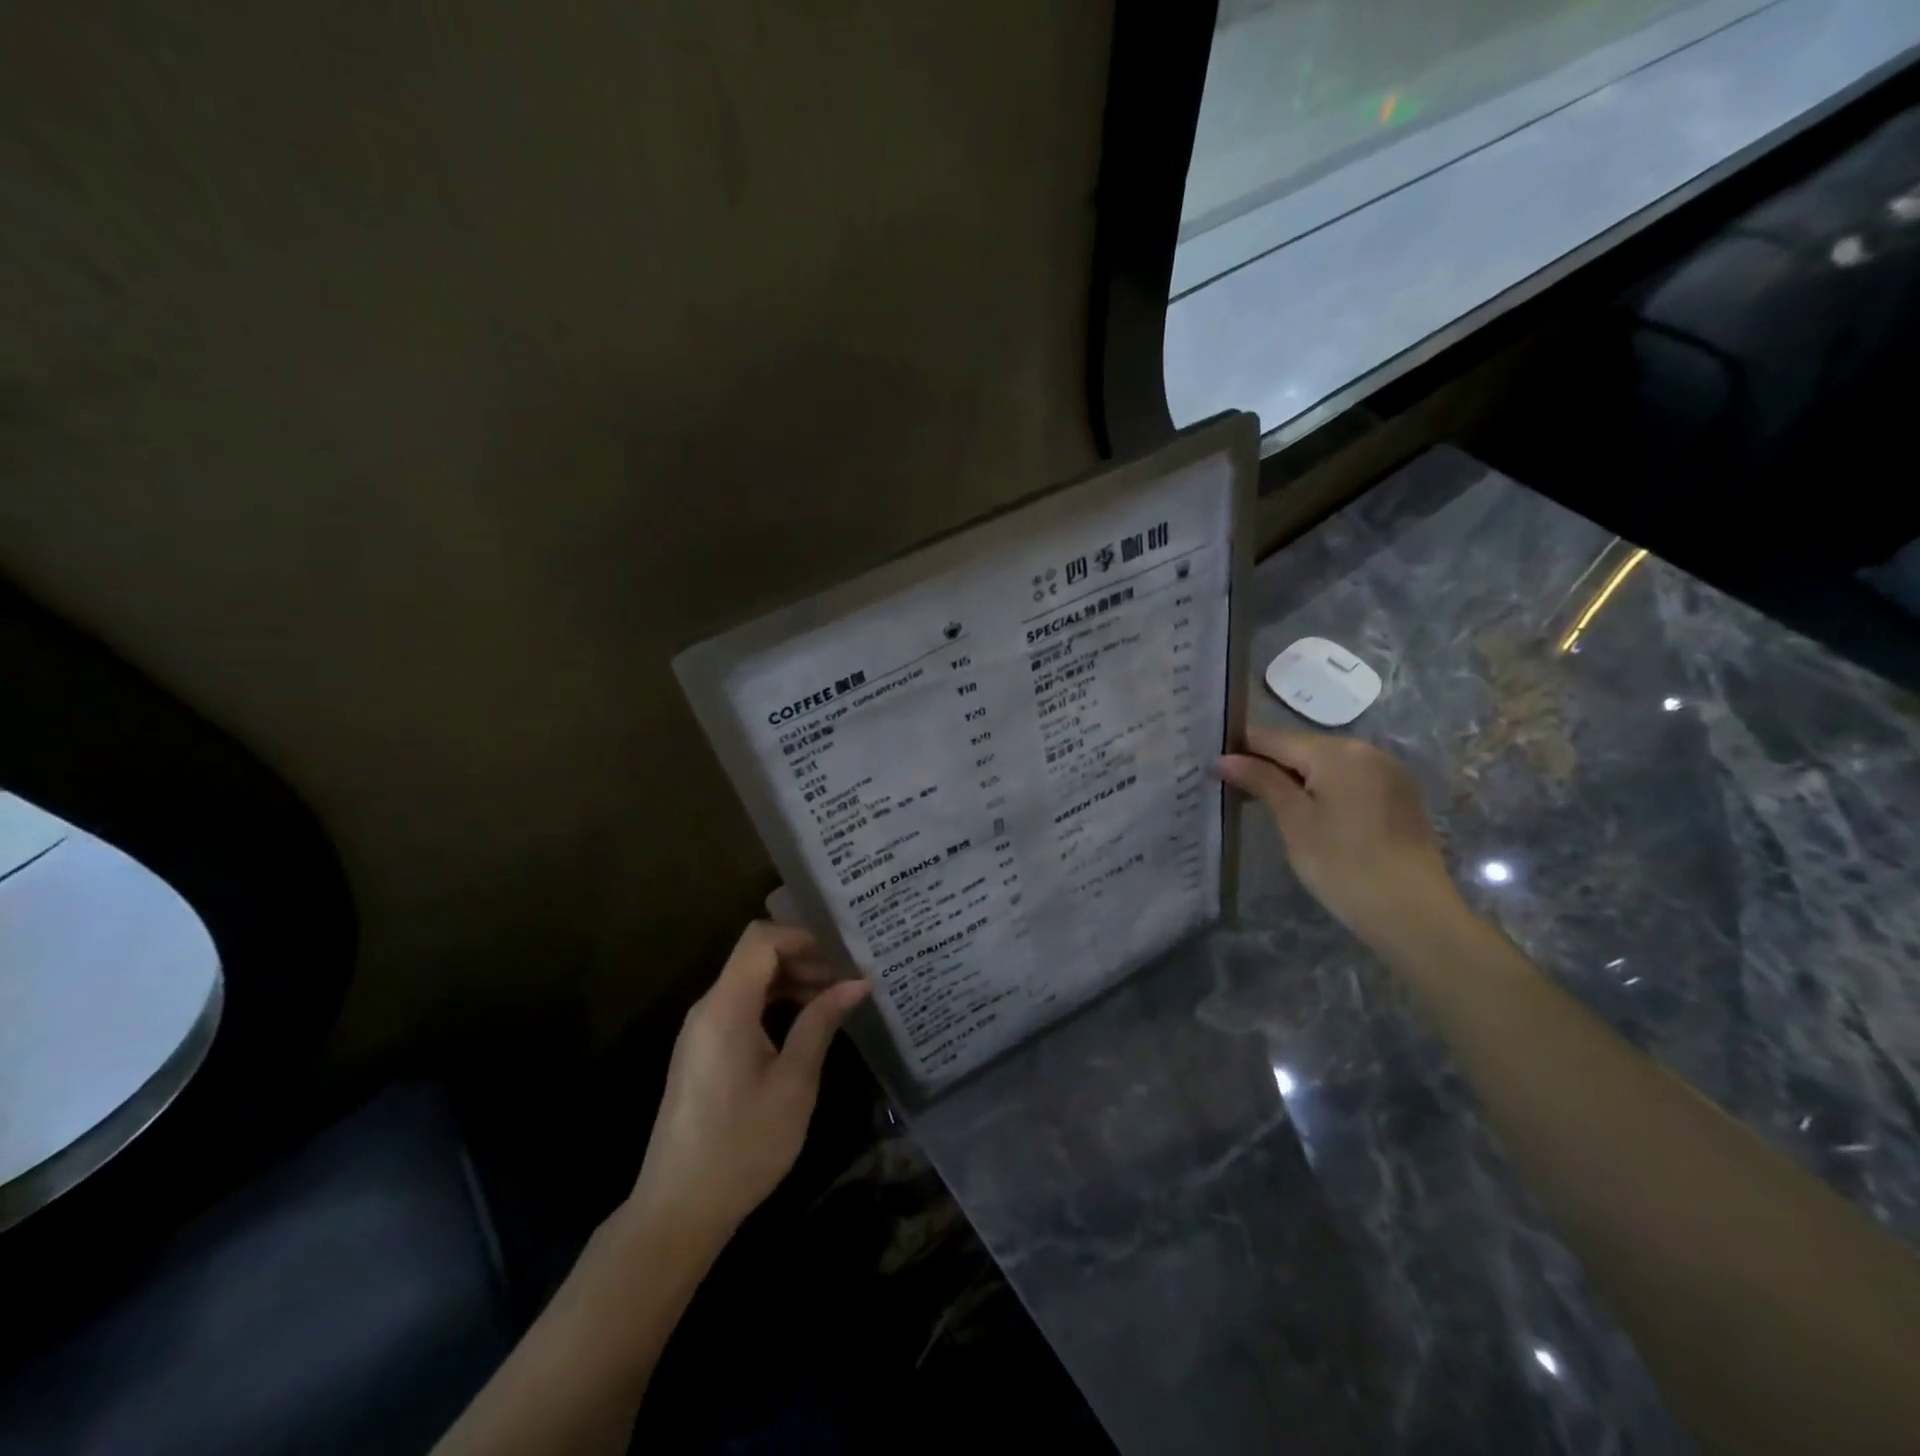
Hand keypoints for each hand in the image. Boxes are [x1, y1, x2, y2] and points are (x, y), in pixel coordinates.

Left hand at [627, 921, 868, 1246]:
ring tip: (830, 1005)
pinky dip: (772, 1005)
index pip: (759, 940)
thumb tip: (857, 983)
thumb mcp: (794, 1083)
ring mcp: (700, 1031)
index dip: (801, 937)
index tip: (839, 957)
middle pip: (754, 957)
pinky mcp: (701, 1052)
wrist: (678, 1209)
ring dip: (789, 983)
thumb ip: (821, 1023)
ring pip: (748, 982)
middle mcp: (707, 1009)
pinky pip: (739, 1007)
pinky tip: (801, 1029)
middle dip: (801, 960)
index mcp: (725, 1009)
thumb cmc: (743, 1145)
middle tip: (843, 984)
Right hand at [1216, 725, 1465, 949]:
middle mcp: (1365, 750)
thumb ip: (1260, 781)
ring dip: (1293, 777)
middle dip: (1266, 763)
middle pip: (1301, 748)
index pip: (1274, 737)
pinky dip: (1321, 788)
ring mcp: (1387, 772)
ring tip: (1261, 799)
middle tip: (1231, 785)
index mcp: (1337, 751)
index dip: (1240, 747)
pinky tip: (1305, 812)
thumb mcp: (1294, 820)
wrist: (1413, 913)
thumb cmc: (1342, 864)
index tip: (1210, 762)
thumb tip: (1223, 759)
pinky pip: (1348, 779)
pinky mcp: (1397, 795)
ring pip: (1325, 764)